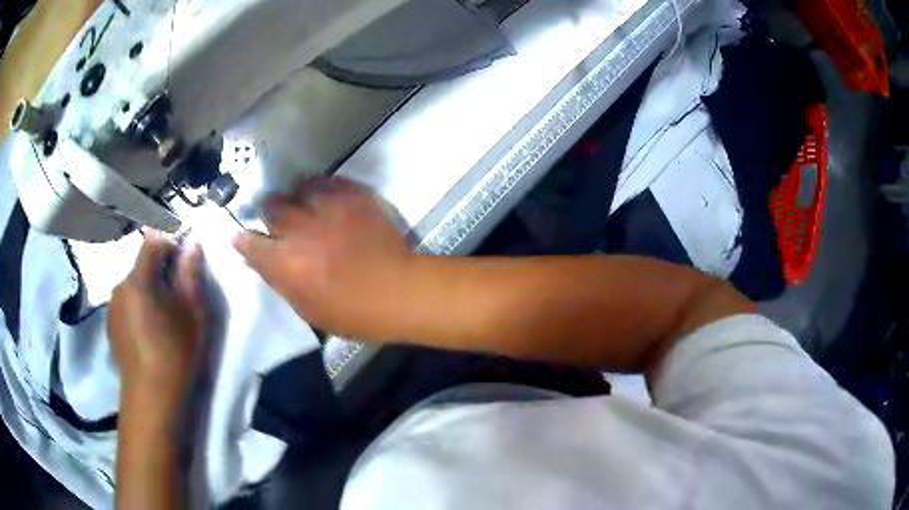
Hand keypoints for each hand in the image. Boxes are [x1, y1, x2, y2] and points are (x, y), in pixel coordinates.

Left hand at [109, 233, 204, 413]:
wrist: (151, 397)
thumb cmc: (176, 354)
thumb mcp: (193, 314)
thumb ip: (191, 276)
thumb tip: (192, 245)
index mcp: (139, 279)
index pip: (153, 243)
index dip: (170, 248)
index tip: (183, 270)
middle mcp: (120, 286)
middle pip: (141, 265)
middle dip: (159, 273)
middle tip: (176, 299)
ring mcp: (112, 306)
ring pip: (133, 286)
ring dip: (147, 292)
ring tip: (161, 320)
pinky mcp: (110, 325)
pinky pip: (125, 304)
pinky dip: (137, 308)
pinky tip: (148, 334)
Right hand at [233, 178, 412, 340]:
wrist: (400, 291)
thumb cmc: (354, 313)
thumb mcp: (308, 309)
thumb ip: (280, 282)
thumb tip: (261, 262)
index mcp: (286, 263)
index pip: (251, 244)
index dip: (244, 240)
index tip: (241, 236)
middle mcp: (301, 230)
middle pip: (272, 208)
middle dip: (268, 211)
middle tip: (274, 216)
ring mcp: (329, 209)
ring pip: (299, 188)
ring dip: (296, 196)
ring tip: (301, 201)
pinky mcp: (355, 197)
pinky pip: (330, 182)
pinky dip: (323, 188)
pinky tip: (326, 196)